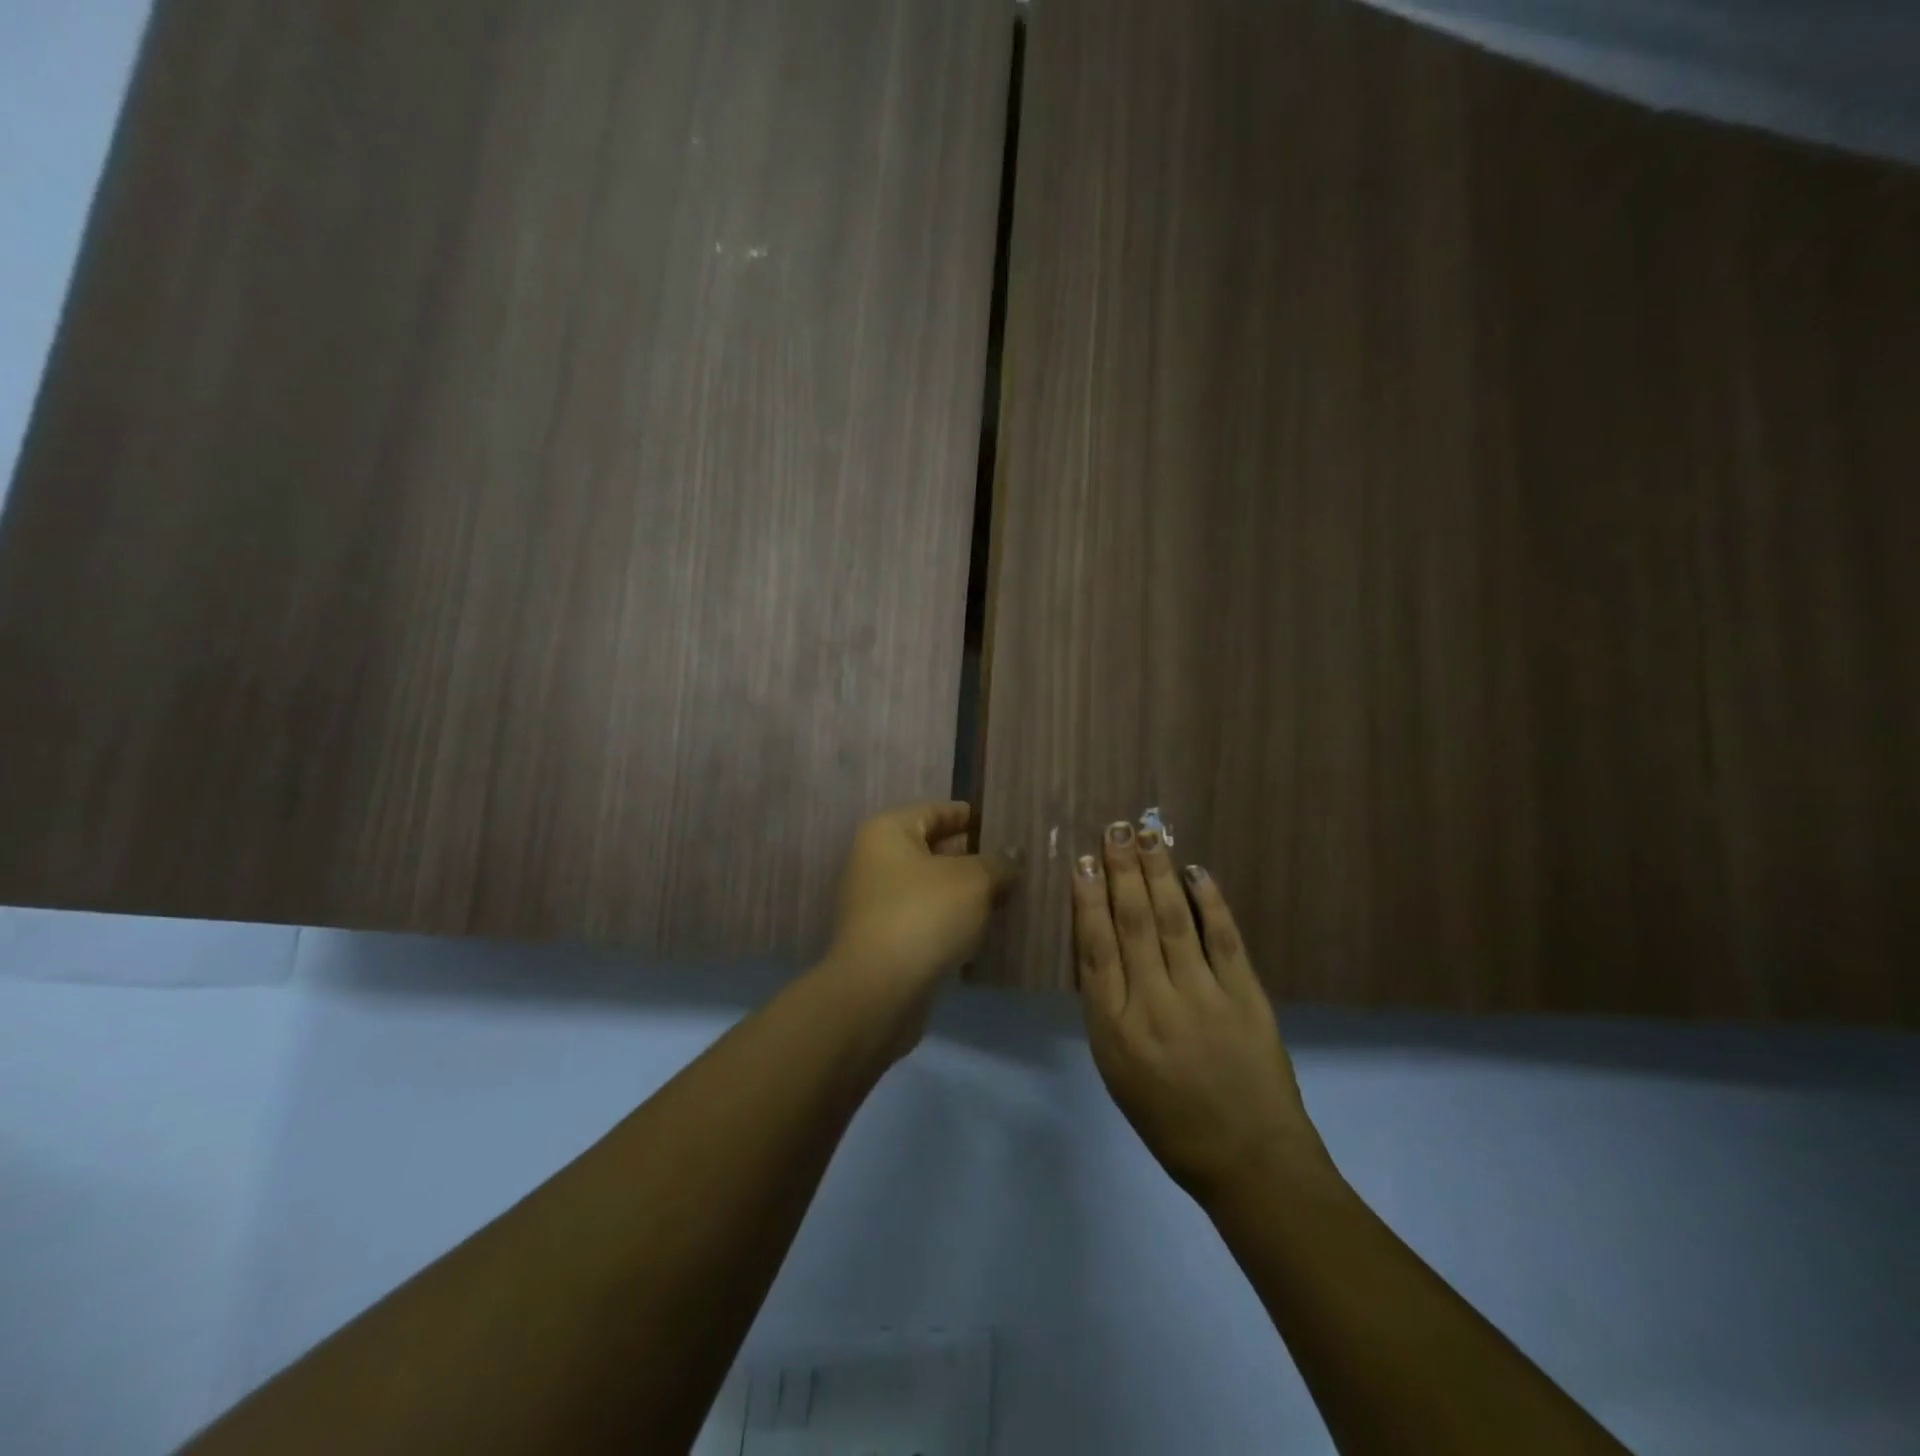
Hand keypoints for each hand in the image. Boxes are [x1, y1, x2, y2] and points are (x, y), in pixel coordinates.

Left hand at [826, 802, 1020, 990]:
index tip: (1006, 824)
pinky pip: (927, 918)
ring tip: (1009, 894)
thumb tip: (1011, 858)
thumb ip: (998, 863)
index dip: (971, 816)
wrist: (879, 992)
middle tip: (1016, 862)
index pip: (936, 811)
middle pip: (933, 849)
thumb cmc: (924, 916)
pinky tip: (984, 928)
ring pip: (932, 887)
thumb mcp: (973, 881)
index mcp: (888, 832)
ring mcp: (878, 903)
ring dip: (965, 892)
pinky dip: (953, 920)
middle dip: (973, 857)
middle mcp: (876, 861)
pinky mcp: (886, 940)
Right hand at [1073, 820, 1328, 1204]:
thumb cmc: (1170, 1121)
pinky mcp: (1246, 997)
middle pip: (1134, 924)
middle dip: (1122, 872)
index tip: (1085, 862)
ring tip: (1147, 835)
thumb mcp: (1118, 1072)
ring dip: (1159, 873)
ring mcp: (1204, 998)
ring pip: (1175, 920)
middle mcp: (1155, 1005)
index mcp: (1115, 1030)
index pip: (1096, 950)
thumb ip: (1108, 1008)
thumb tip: (1103, 947)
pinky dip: (1210, 901)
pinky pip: (1224, 938)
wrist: (1249, 1161)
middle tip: (1115, 829)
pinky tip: (1196, 871)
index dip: (1089, 900)